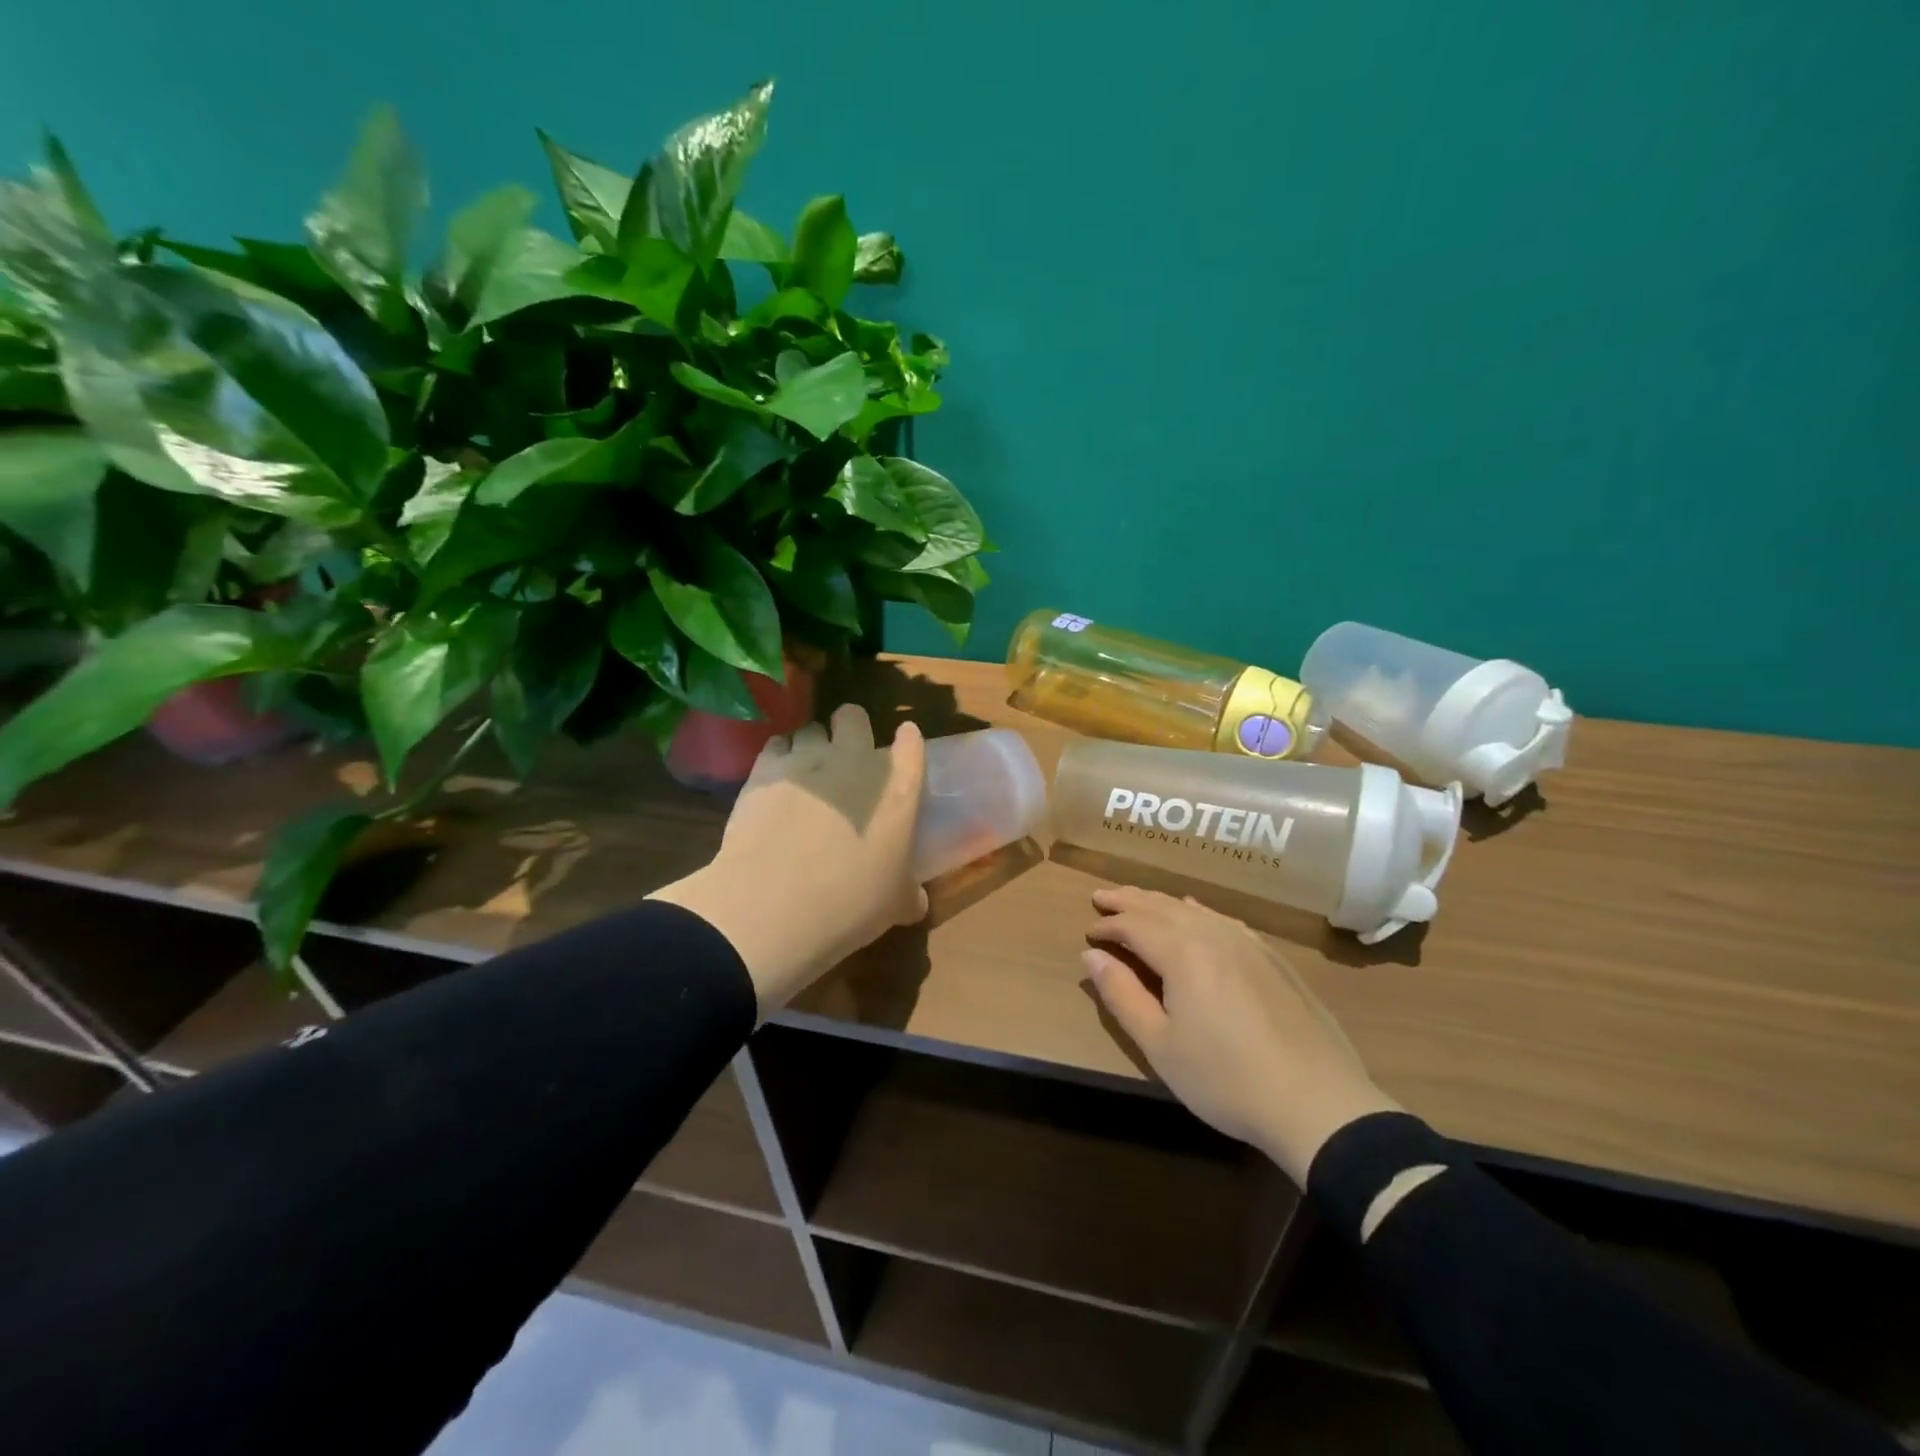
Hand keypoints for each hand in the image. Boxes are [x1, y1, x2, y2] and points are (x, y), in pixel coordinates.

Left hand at [652, 705, 927, 1015]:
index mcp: (898, 789)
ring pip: (811, 729)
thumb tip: (916, 901)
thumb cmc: (851, 903)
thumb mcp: (895, 905)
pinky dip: (779, 758)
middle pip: (854, 717)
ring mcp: (807, 761)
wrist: (776, 904)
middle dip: (851, 728)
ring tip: (807, 772)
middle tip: (846, 757)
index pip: (911, 744)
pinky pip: (776, 746)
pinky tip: (776, 782)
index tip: (902, 749)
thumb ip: (909, 893)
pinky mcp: (765, 770)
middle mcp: (855, 762)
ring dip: (813, 745)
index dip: (907, 742)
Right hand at [1083, 886, 1397, 1184]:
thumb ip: (1122, 995)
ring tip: (1140, 900)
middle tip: (1102, 897)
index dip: (1108, 925)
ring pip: (1194, 909)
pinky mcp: (1273, 958)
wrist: (1317, 1102)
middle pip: (1162, 906)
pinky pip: (1224, 920)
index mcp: (1182, 952)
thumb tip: (1091, 955)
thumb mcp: (1160, 1045)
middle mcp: (1214, 935)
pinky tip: (1196, 912)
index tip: (1088, 932)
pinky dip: (1198, 911)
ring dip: (1161, 902)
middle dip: (1129, 900)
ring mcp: (1248, 943)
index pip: (1134, 924)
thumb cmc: (1226, 1079)